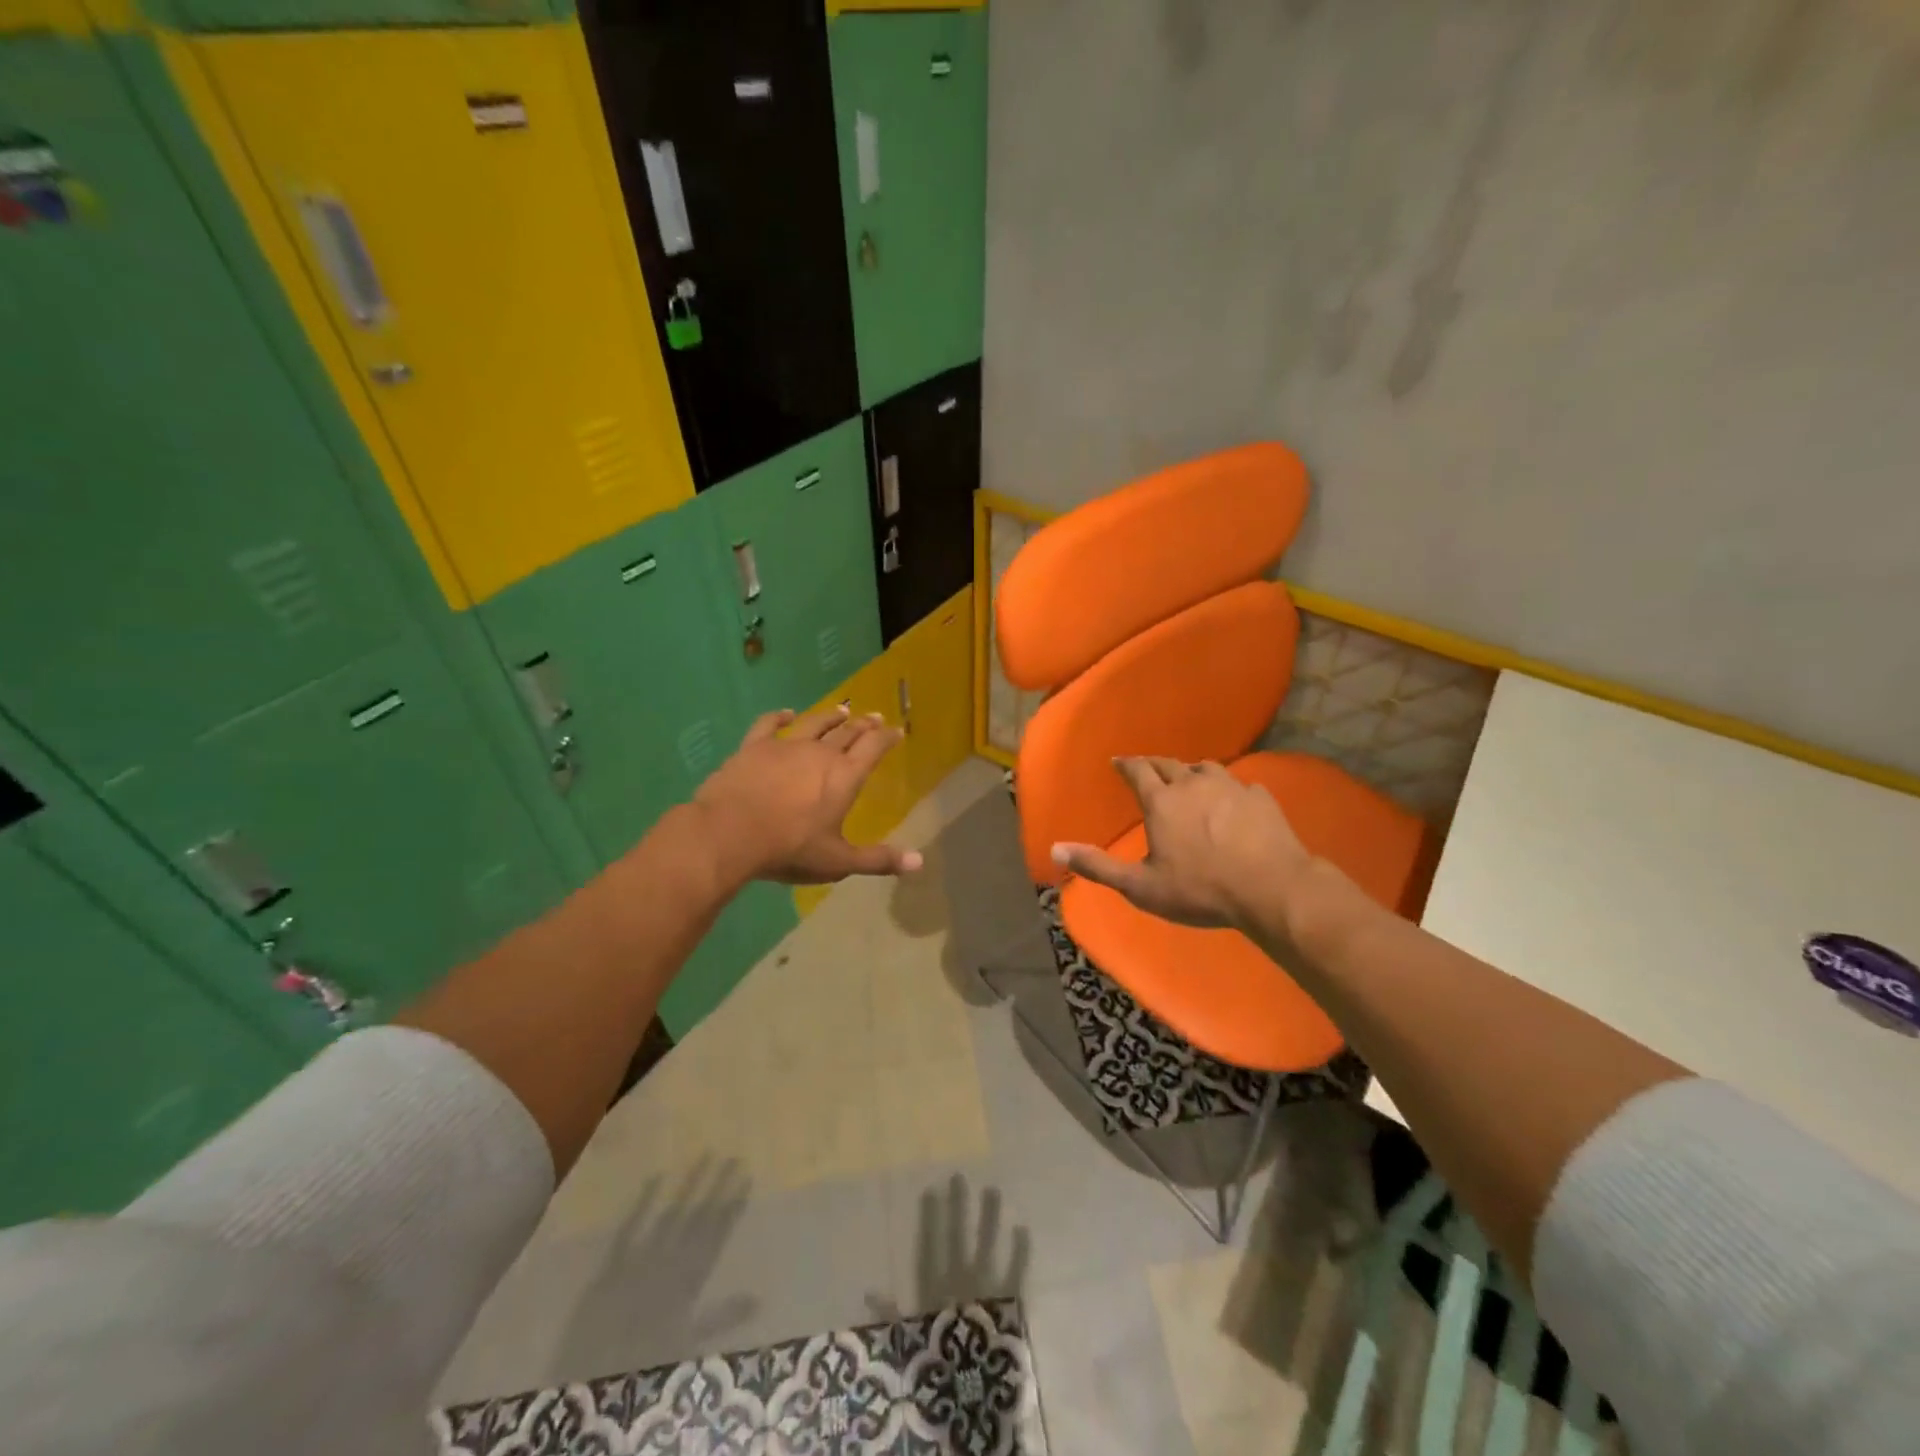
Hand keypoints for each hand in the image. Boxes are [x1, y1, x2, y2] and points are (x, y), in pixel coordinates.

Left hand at [692, 705, 922, 885]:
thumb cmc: (790, 848)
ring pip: (814, 724)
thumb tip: (919, 863)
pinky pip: (768, 724)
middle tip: (874, 717)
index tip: (896, 730)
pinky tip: (786, 713)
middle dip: (864, 724)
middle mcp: (820, 753)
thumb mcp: (838, 861)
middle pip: (847, 732)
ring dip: (830, 717)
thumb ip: (878, 860)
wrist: (731, 833)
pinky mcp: (754, 747)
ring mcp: (785, 746)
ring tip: (842, 710)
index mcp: (845, 776)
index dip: (887, 737)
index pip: (873, 748)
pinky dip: (779, 717)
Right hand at [1050, 757, 1312, 929]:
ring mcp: (1231, 787)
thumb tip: (1055, 848)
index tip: (1117, 761)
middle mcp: (1193, 784)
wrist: (1271, 889)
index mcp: (1162, 802)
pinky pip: (1239, 784)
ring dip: (1192, 772)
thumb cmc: (1200, 890)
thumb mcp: (1141, 886)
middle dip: (1154, 764)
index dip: (1126, 764)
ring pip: (1206, 768)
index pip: (1138, 771)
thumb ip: (1098, 866)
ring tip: (1189, 780)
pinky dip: (1227, 789)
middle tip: (1146, 767)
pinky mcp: (1260, 798)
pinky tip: (1232, 801)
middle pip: (1169, 764)